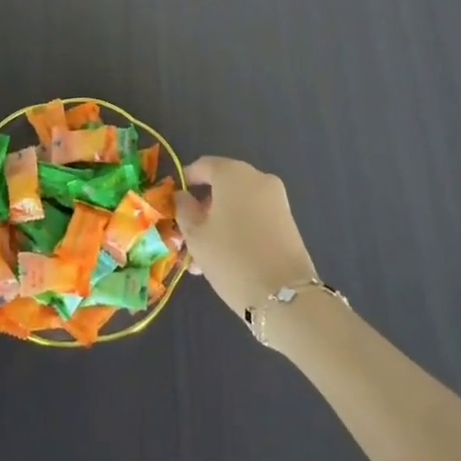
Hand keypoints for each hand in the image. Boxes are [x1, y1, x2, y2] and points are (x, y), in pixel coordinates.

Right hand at [178, 157, 319, 317]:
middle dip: (203, 207)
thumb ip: (184, 209)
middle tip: (187, 234)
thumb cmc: (230, 257)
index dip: (186, 180)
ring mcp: (276, 200)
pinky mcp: (287, 222)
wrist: (285, 295)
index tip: (173, 201)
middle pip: (222, 186)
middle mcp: (257, 178)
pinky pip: (254, 216)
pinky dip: (238, 229)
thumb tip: (183, 196)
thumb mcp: (195, 235)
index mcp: (233, 173)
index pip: (203, 165)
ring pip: (238, 204)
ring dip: (219, 222)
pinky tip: (225, 258)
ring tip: (202, 256)